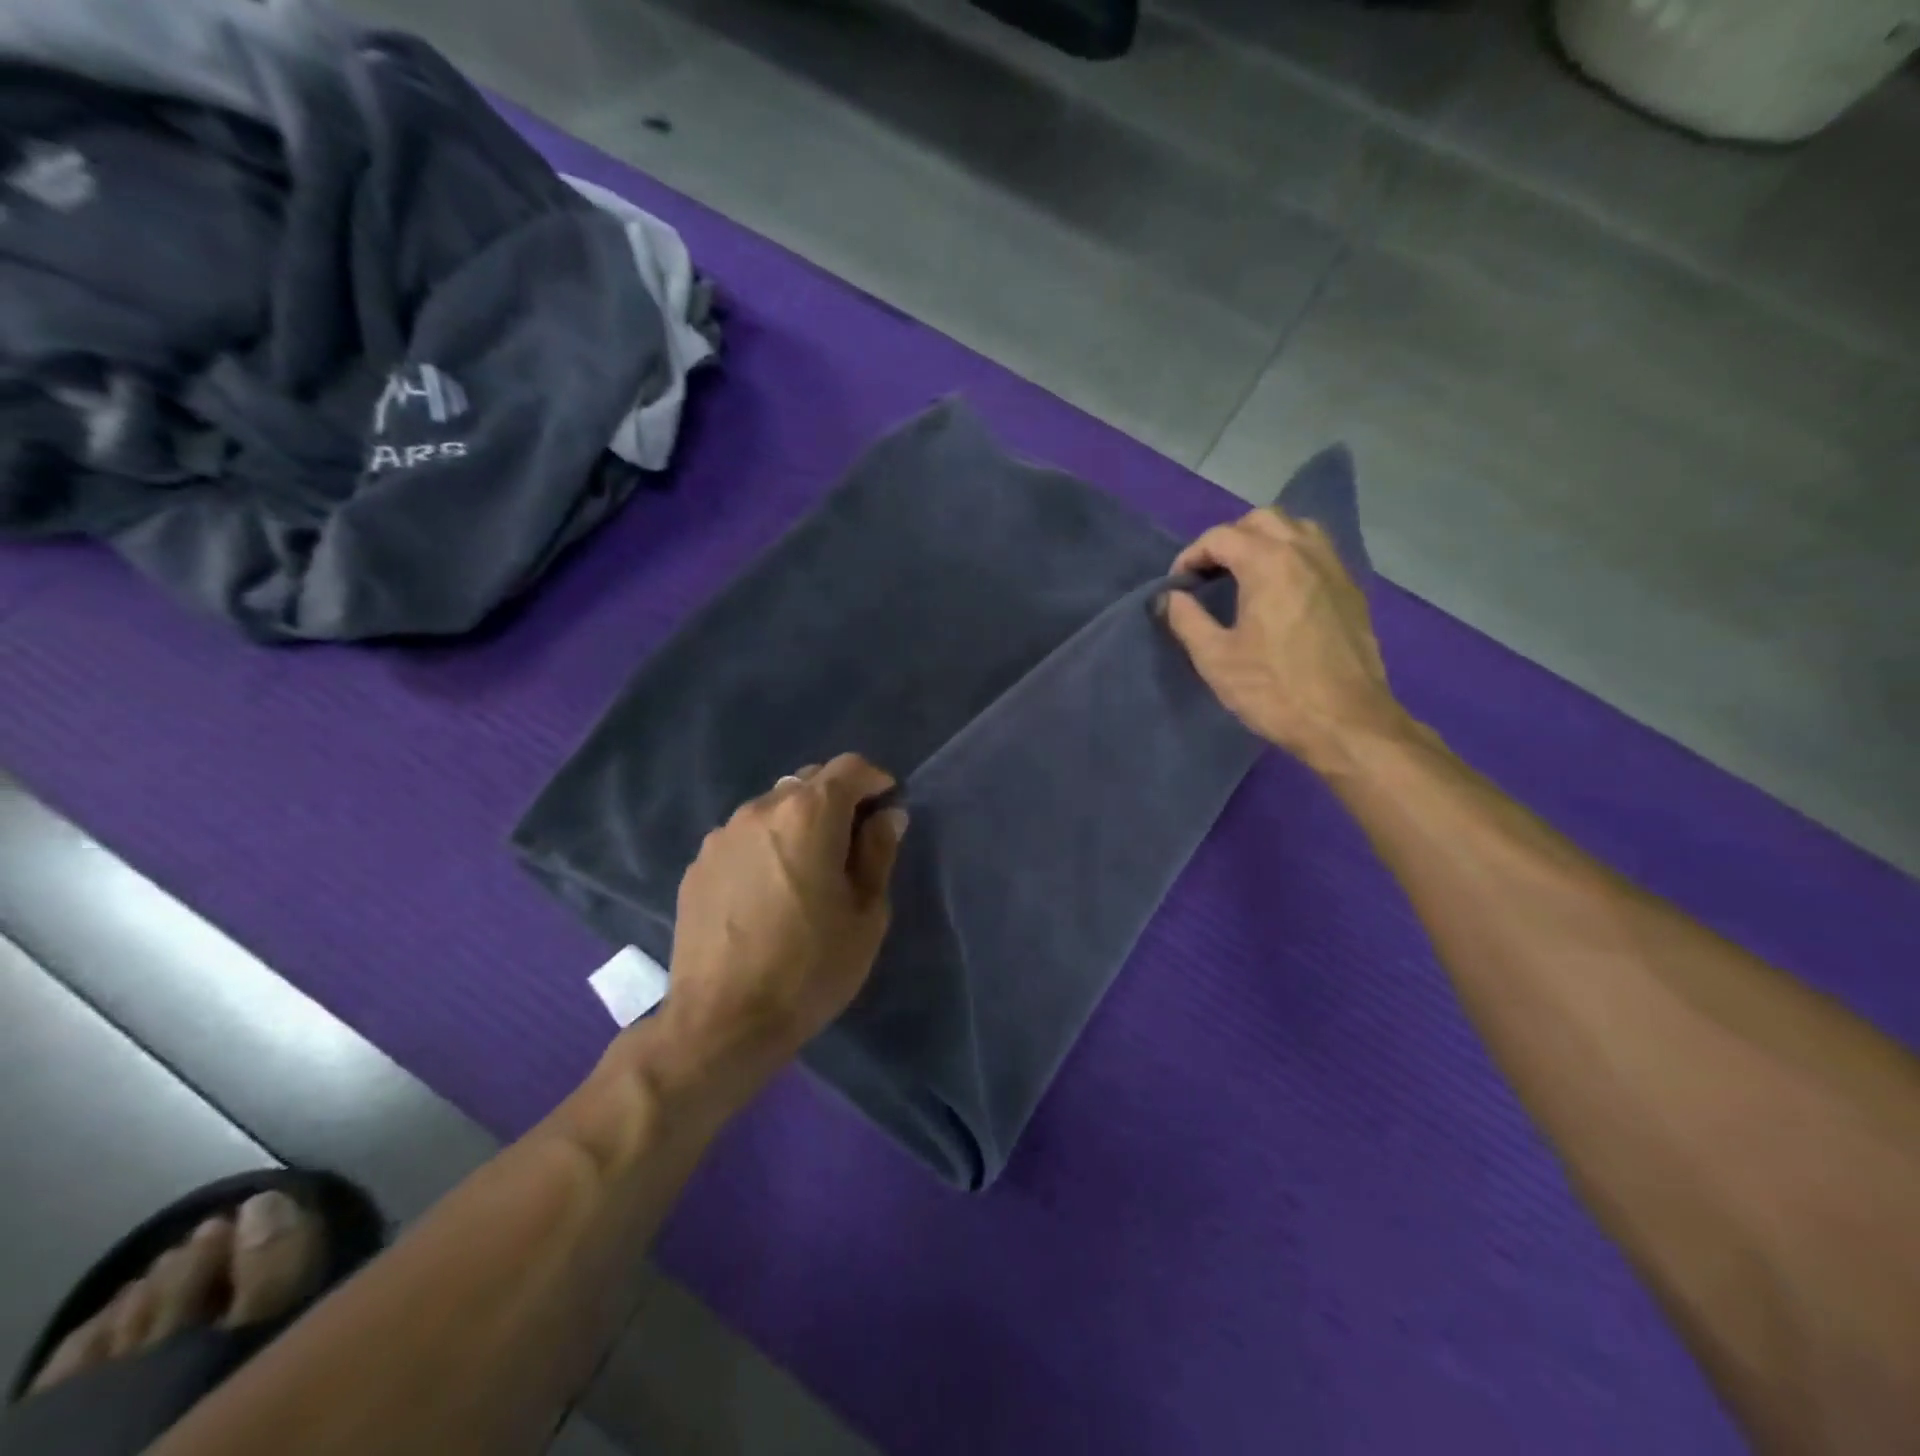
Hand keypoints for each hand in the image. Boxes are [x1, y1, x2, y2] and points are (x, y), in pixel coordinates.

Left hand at [655, 754, 907, 1105]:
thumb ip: (878, 853)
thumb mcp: (865, 914)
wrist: (722, 1021)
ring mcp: (722, 835)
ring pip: (773, 809)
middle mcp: (761, 809)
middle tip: (851, 844)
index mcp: (808, 815)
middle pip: (808, 783)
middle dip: (837, 801)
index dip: (875, 780)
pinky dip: (765, 846)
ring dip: (798, 824)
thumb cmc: (810, 968)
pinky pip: (743, 837)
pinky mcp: (698, 864)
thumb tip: (887, 816)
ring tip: (806, 870)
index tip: (887, 806)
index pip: (849, 767)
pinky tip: (768, 891)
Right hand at [1162, 507, 1409, 775]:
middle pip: (1262, 520)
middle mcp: (1305, 552)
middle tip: (1210, 574)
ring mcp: (1335, 569)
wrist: (1346, 722)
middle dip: (1229, 539)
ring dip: (1266, 541)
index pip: (1221, 537)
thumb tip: (1170, 597)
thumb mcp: (1215, 659)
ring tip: (1246, 574)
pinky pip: (1319, 552)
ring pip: (1297, 528)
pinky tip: (1280, 592)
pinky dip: (1293, 556)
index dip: (1191, 556)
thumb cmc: (1274, 690)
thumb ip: (1186, 620)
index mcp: (1269, 563)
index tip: (1178, 586)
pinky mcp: (1352, 591)